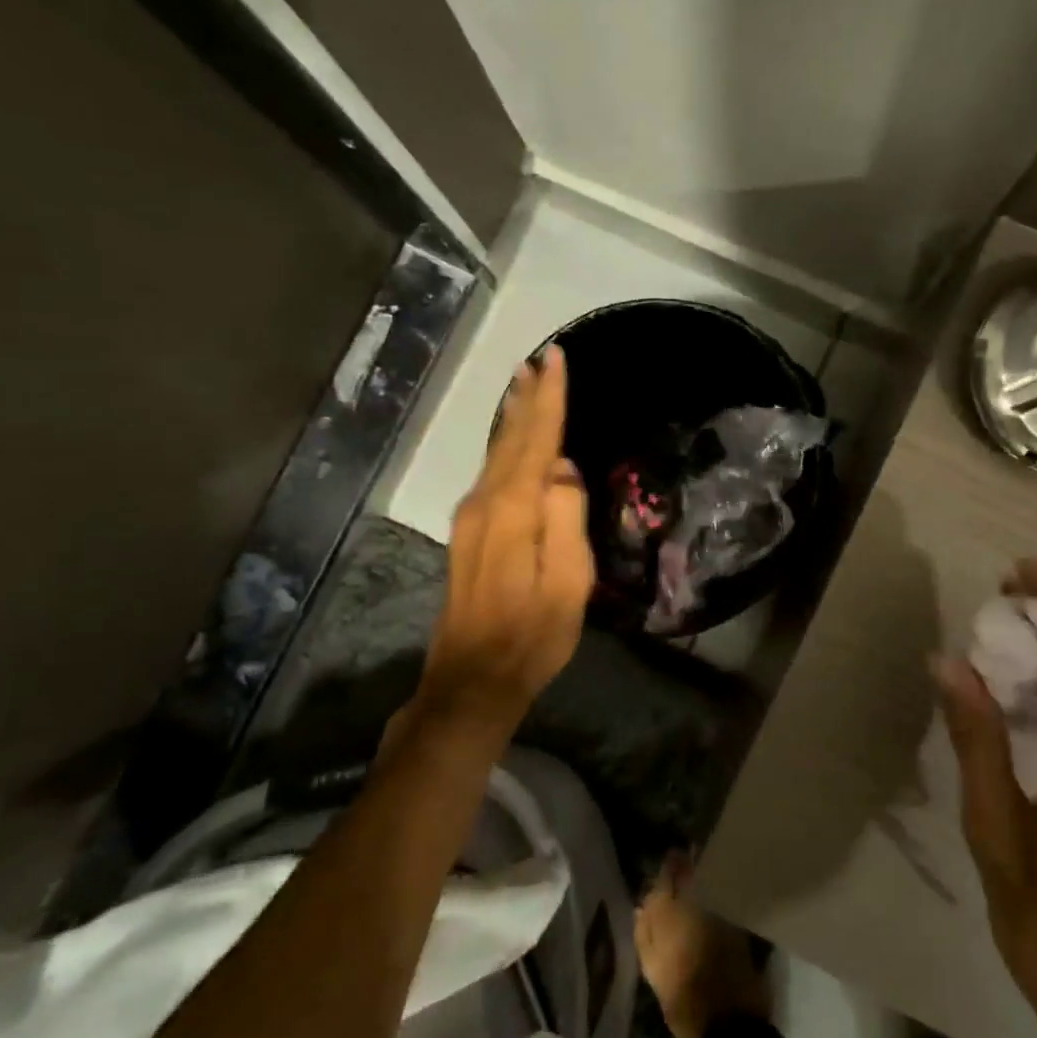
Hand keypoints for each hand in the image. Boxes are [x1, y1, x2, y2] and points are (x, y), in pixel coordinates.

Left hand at [417, 346, 595, 726]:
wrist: (473, 680)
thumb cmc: (532, 634)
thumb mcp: (567, 582)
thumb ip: (566, 518)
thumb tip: (562, 469)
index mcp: (514, 509)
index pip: (537, 439)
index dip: (549, 398)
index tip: (555, 358)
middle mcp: (485, 503)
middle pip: (510, 439)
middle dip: (526, 399)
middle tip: (536, 361)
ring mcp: (471, 518)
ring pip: (496, 453)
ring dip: (512, 418)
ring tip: (523, 386)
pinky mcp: (469, 534)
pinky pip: (491, 472)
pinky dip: (504, 446)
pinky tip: (509, 440)